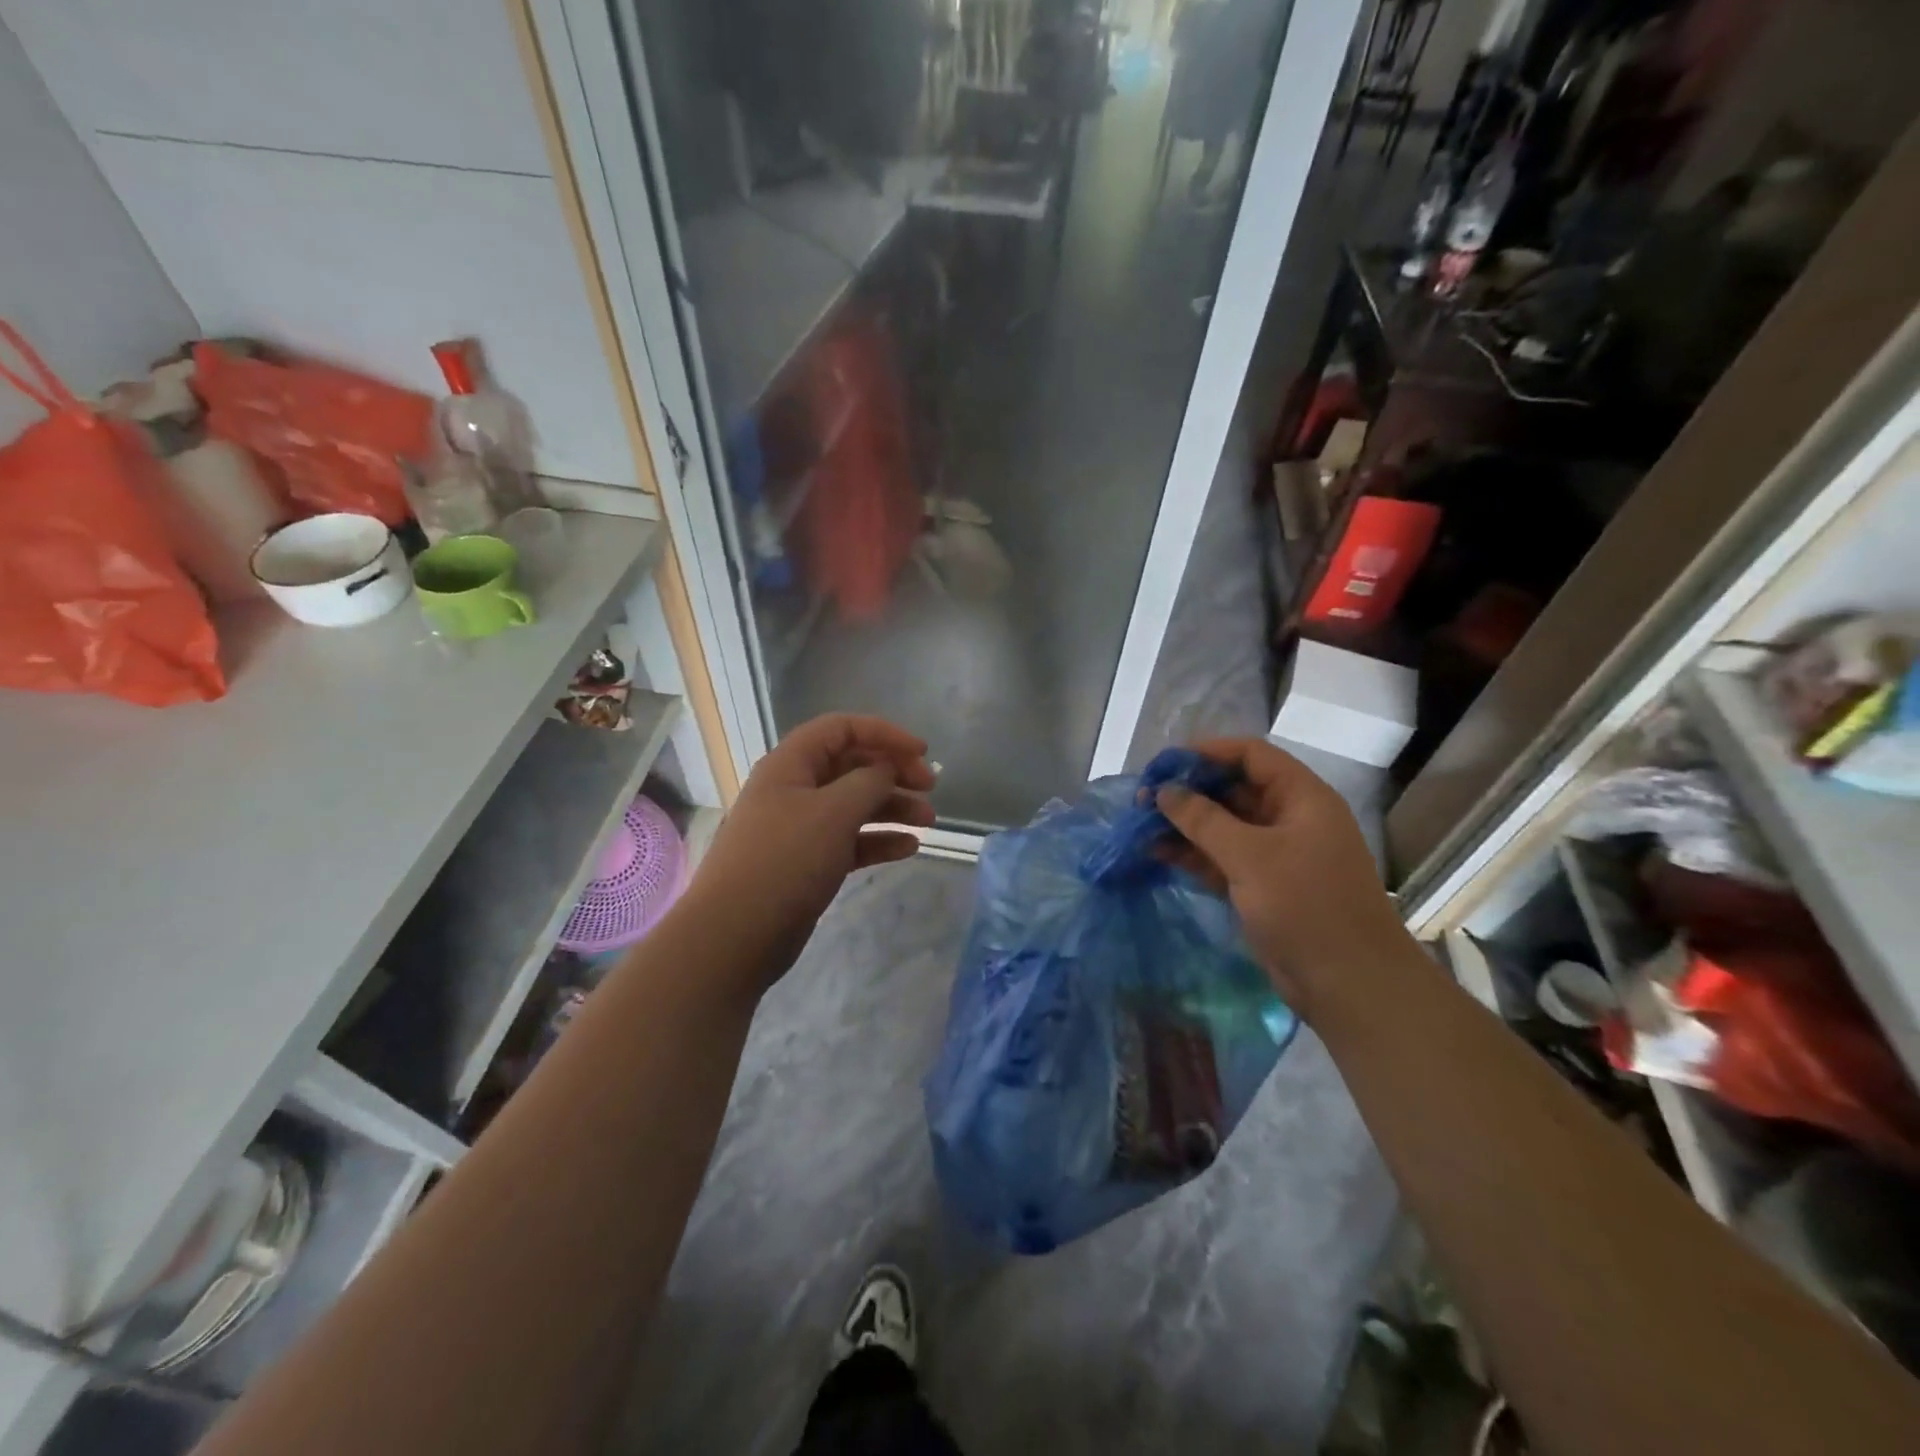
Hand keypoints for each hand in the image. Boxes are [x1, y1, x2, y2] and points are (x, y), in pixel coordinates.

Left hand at [691, 713, 935, 985]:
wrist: (735, 935)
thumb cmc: (785, 860)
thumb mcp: (834, 811)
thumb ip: (869, 781)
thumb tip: (886, 768)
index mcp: (791, 764)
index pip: (842, 729)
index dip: (884, 734)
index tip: (921, 753)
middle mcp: (794, 788)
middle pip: (851, 765)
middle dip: (893, 772)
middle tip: (930, 788)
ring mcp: (800, 827)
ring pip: (854, 804)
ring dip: (892, 807)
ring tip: (929, 823)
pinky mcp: (807, 862)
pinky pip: (850, 840)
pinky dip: (878, 840)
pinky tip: (908, 848)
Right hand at [1156, 738, 1405, 1015]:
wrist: (1348, 984)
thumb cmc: (1306, 906)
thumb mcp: (1251, 856)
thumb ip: (1203, 819)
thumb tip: (1164, 791)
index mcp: (1301, 798)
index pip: (1251, 755)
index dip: (1208, 752)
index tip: (1164, 763)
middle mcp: (1289, 819)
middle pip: (1234, 789)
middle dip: (1189, 791)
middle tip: (1143, 797)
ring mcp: (1275, 854)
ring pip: (1223, 826)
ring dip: (1185, 824)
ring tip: (1140, 824)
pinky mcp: (1261, 886)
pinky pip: (1221, 858)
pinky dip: (1192, 854)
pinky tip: (1155, 852)